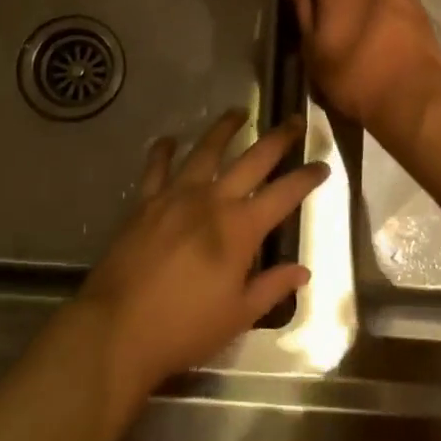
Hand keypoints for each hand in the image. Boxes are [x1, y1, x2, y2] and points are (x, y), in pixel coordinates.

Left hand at [76, 110, 325, 410]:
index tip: (323, 164)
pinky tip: (170, 140)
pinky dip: (164, 151)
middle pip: (252, 160)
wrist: (117, 327)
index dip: (307, 178)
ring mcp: (175, 196)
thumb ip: (272, 287)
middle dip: (277, 139)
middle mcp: (211, 201)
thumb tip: (303, 271)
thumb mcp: (238, 315)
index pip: (284, 194)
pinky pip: (156, 167)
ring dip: (224, 129)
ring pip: (205, 150)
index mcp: (240, 229)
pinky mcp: (145, 202)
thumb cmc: (184, 327)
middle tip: (293, 121)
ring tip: (238, 112)